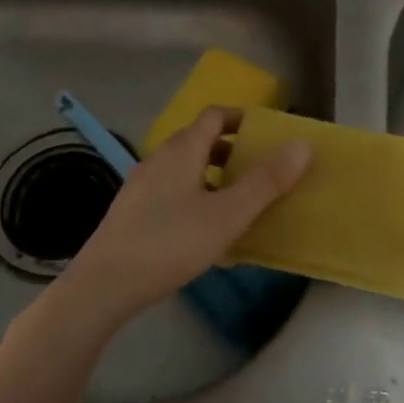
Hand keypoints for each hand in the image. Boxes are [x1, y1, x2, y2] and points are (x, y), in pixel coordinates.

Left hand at [61, 107, 310, 327]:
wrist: (102, 287)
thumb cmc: (170, 243)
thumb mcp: (227, 215)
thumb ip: (266, 181)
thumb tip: (301, 145)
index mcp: (182, 150)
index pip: (215, 115)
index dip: (243, 118)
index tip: (269, 135)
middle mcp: (159, 160)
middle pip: (200, 142)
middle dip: (233, 152)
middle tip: (261, 172)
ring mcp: (142, 187)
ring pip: (186, 171)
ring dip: (215, 179)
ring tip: (240, 206)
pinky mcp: (133, 215)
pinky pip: (173, 196)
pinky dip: (197, 202)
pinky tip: (208, 238)